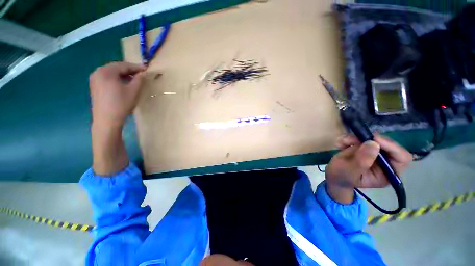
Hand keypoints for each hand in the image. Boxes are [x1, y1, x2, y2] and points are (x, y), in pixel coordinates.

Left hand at [89, 62, 145, 127]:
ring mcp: (94, 79)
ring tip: (134, 79)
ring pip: (111, 73)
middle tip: (141, 74)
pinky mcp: (94, 86)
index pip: (124, 65)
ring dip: (123, 74)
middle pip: (116, 67)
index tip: (146, 69)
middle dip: (129, 70)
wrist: (107, 119)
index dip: (136, 67)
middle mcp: (98, 72)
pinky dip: (117, 79)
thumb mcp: (133, 91)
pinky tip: (123, 84)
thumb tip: (143, 73)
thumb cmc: (121, 104)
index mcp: (106, 71)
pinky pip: (107, 78)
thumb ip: (139, 79)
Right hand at [325, 133, 411, 203]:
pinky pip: (360, 137)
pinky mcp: (365, 147)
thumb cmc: (340, 177)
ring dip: (354, 138)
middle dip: (368, 140)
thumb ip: (361, 161)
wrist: (332, 175)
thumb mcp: (349, 172)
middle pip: (387, 144)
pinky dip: (348, 138)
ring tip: (340, 143)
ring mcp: (375, 153)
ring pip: (372, 138)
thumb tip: (373, 144)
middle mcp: (385, 162)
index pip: (402, 158)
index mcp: (388, 174)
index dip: (392, 147)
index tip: (374, 140)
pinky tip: (340, 144)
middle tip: (351, 139)